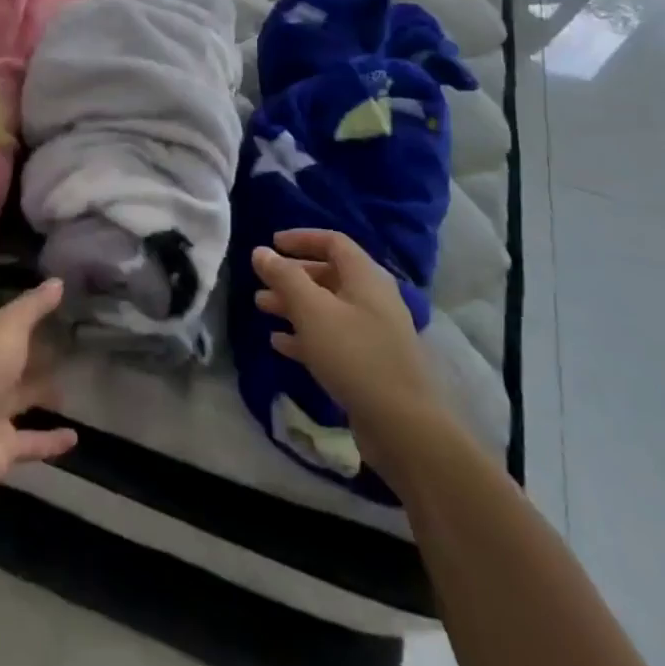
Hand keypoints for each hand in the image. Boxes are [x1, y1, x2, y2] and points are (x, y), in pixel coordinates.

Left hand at [0, 279, 78, 495]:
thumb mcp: (9, 325)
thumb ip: (34, 306)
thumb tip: (58, 281)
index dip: (21, 318)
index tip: (52, 314)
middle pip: (10, 361)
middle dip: (34, 356)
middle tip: (69, 348)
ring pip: (19, 398)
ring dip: (43, 394)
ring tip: (76, 385)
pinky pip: (30, 440)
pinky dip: (50, 439)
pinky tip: (75, 436)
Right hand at [252, 230, 444, 478]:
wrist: (403, 427)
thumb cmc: (354, 355)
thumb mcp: (312, 310)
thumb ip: (284, 277)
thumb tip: (261, 252)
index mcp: (366, 278)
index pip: (333, 242)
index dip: (301, 238)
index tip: (272, 244)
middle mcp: (373, 299)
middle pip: (329, 275)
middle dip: (292, 276)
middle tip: (261, 282)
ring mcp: (374, 333)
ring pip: (327, 308)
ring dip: (294, 305)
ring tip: (262, 308)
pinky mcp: (369, 364)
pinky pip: (332, 338)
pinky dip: (306, 334)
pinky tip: (279, 343)